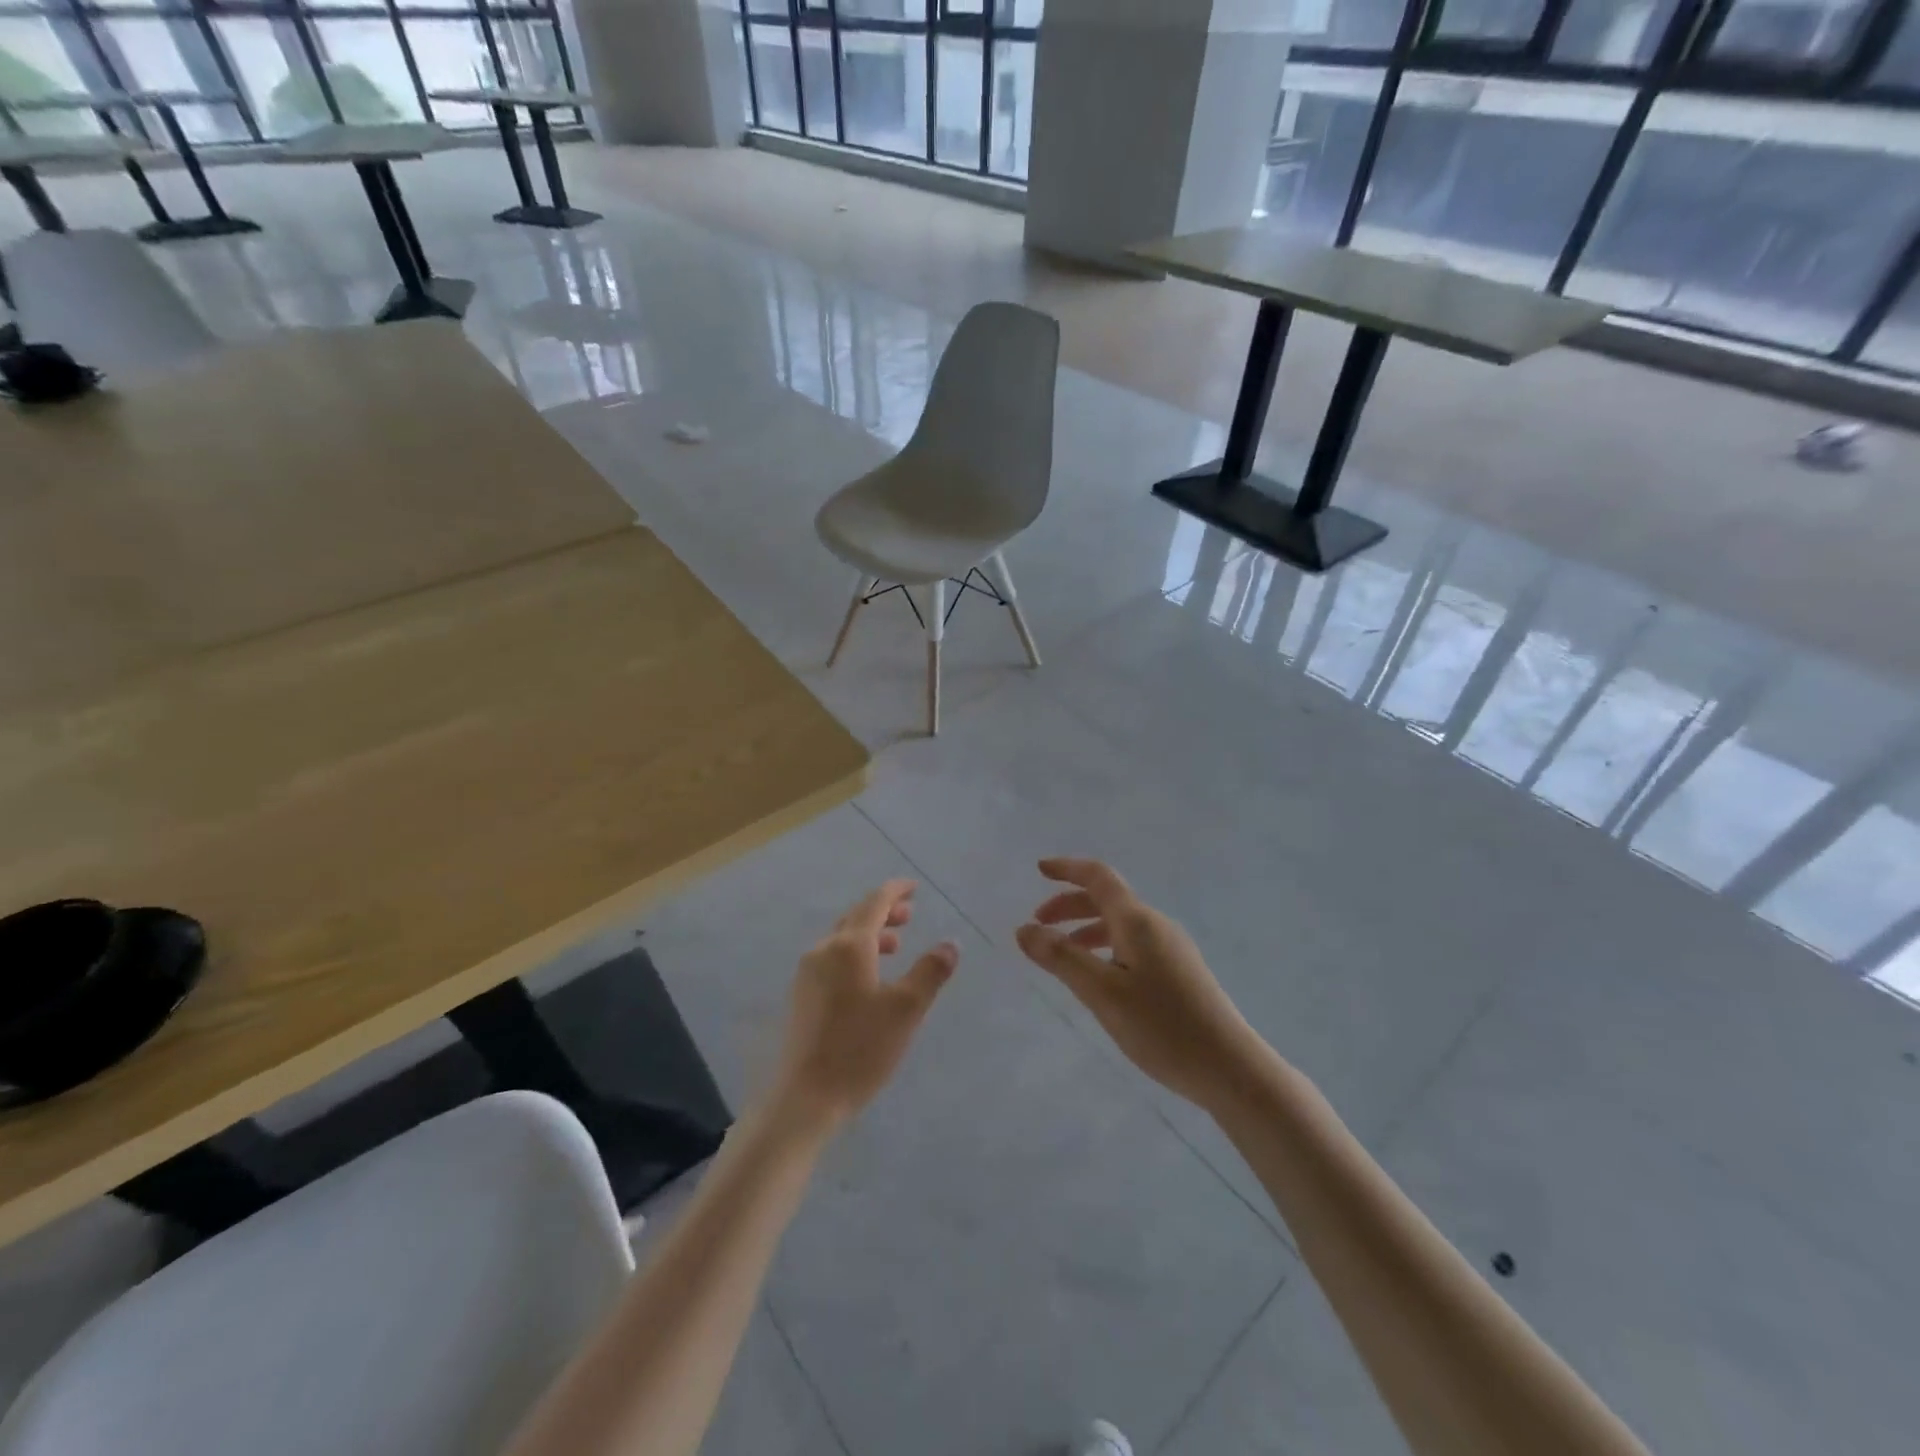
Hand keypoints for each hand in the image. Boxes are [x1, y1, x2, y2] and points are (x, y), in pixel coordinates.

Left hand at [775, 880, 958, 1130]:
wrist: (805, 1097)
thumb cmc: (860, 1048)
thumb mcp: (906, 1009)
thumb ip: (930, 972)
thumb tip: (950, 944)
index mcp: (848, 946)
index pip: (874, 903)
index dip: (895, 891)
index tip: (914, 887)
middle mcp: (823, 951)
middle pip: (855, 918)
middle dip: (883, 912)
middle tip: (909, 914)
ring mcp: (807, 974)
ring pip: (842, 939)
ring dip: (869, 934)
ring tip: (895, 945)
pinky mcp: (801, 997)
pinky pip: (832, 958)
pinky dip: (855, 954)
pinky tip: (868, 978)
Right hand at [1015, 858, 1264, 1109]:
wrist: (1230, 1068)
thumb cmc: (1162, 1027)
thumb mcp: (1102, 993)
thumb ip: (1062, 958)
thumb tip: (1024, 929)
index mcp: (1137, 921)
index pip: (1098, 877)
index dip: (1068, 869)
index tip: (1039, 869)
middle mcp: (1155, 925)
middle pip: (1107, 899)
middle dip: (1069, 904)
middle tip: (1038, 923)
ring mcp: (1170, 948)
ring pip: (1119, 924)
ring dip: (1085, 928)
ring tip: (1061, 953)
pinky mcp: (1178, 972)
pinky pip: (1131, 944)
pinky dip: (1104, 946)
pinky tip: (1098, 977)